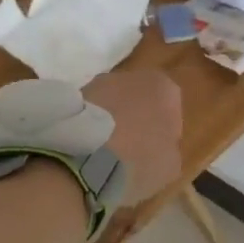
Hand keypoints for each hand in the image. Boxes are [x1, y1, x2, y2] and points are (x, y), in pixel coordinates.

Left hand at [83, 69, 182, 206]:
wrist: (82, 160)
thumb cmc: (138, 160)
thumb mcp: (171, 166)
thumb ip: (169, 149)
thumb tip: (159, 148)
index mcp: (165, 88)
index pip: (172, 110)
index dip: (165, 134)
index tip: (156, 154)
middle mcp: (132, 76)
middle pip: (140, 101)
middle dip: (137, 122)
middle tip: (132, 153)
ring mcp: (98, 83)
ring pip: (112, 105)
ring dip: (111, 123)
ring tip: (104, 155)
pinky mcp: (71, 97)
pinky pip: (89, 114)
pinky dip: (90, 128)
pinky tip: (86, 152)